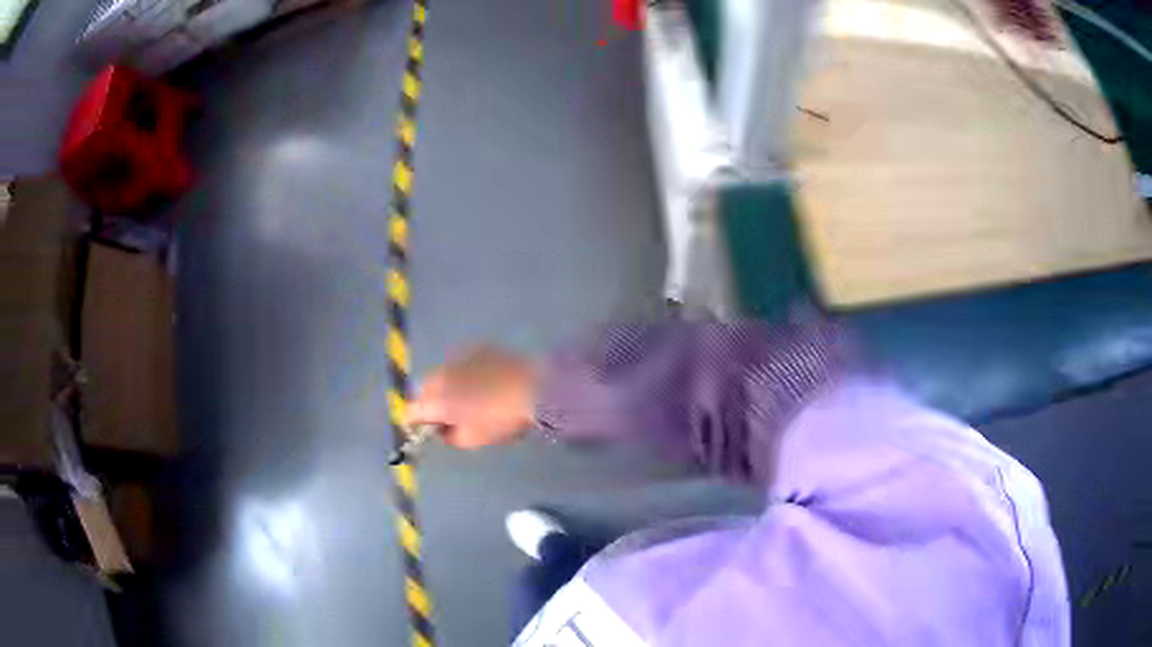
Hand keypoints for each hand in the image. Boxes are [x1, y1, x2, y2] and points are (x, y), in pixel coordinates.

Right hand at [407, 346, 537, 448]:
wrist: (536, 389)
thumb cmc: (502, 419)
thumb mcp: (473, 440)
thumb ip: (448, 437)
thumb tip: (440, 430)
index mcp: (437, 400)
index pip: (410, 411)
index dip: (414, 422)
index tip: (423, 430)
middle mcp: (441, 375)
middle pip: (423, 389)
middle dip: (430, 402)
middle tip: (446, 415)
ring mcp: (458, 357)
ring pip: (441, 374)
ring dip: (446, 385)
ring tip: (465, 396)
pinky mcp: (477, 347)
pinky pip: (461, 362)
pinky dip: (463, 372)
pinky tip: (481, 380)